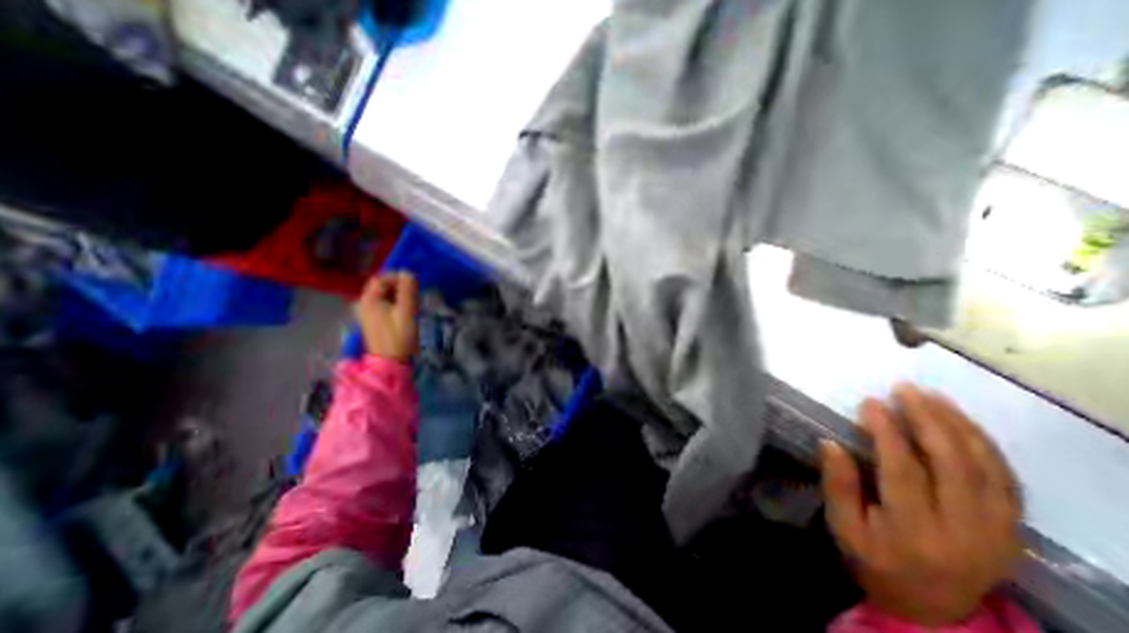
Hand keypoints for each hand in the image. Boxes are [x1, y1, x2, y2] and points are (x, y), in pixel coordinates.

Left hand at [358, 269, 417, 362]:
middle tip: (414, 296)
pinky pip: (386, 304)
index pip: (381, 279)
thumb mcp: (407, 312)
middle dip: (399, 287)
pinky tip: (407, 312)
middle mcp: (365, 304)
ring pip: (385, 296)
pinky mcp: (375, 320)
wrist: (392, 363)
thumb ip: (408, 291)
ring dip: (400, 296)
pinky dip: (397, 304)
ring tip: (413, 305)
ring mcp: (369, 313)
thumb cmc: (399, 337)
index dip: (398, 278)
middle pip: (382, 286)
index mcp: (369, 300)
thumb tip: (408, 272)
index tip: (414, 286)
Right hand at [822, 383, 1023, 625]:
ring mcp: (998, 531)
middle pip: (954, 466)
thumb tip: (830, 443)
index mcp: (915, 532)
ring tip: (932, 395)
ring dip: (959, 425)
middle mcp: (965, 531)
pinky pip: (1006, 480)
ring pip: (986, 468)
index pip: (904, 472)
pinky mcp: (1013, 529)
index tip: (870, 403)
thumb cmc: (876, 560)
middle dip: (928, 420)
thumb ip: (838, 486)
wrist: (932, 608)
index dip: (887, 433)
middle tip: (905, 389)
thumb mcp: (844, 528)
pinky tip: (962, 422)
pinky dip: (985, 445)